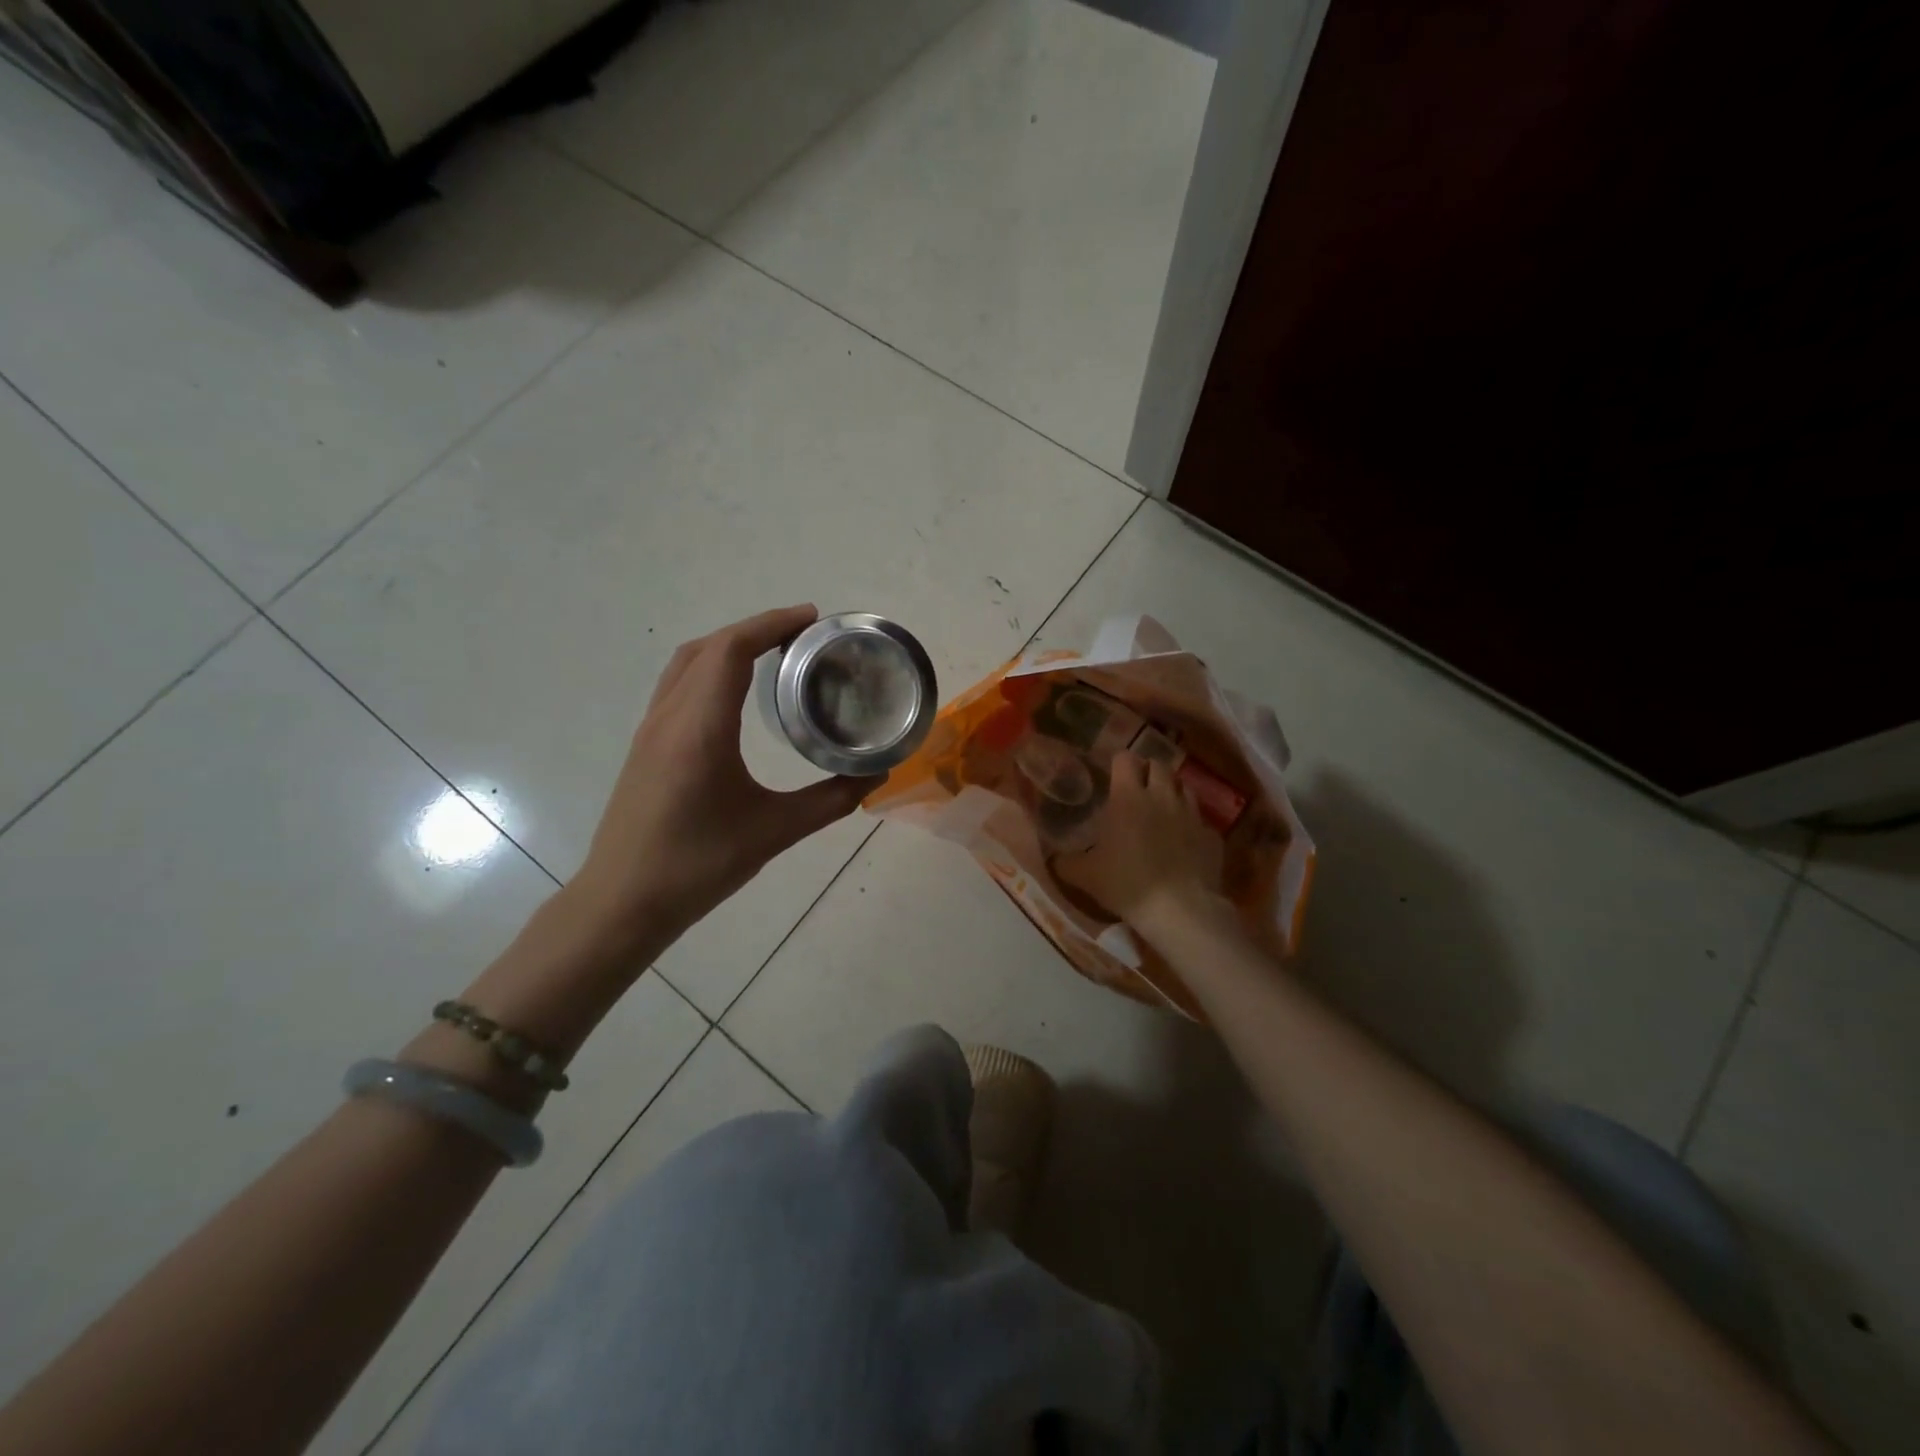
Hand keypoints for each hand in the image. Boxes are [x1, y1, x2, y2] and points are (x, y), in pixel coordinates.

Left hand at [570, 605, 870, 948]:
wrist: (623, 902)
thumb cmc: (697, 867)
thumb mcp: (773, 833)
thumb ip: (830, 801)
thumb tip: (875, 776)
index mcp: (698, 729)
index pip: (731, 651)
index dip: (771, 624)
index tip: (811, 619)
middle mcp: (669, 717)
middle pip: (709, 647)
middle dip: (756, 629)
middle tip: (803, 637)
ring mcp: (651, 729)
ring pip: (687, 662)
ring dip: (728, 645)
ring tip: (773, 655)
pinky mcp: (646, 745)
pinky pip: (678, 684)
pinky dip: (710, 667)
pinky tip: (734, 694)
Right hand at [1055, 749, 1223, 930]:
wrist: (1180, 910)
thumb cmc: (1127, 884)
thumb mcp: (1085, 876)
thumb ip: (1065, 862)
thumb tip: (1052, 858)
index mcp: (1128, 797)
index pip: (1125, 758)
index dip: (1119, 763)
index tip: (1112, 775)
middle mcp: (1162, 796)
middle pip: (1159, 765)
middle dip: (1148, 771)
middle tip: (1137, 789)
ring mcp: (1191, 815)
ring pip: (1184, 788)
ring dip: (1172, 793)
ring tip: (1161, 810)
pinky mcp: (1212, 836)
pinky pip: (1200, 821)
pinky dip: (1190, 825)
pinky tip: (1183, 842)